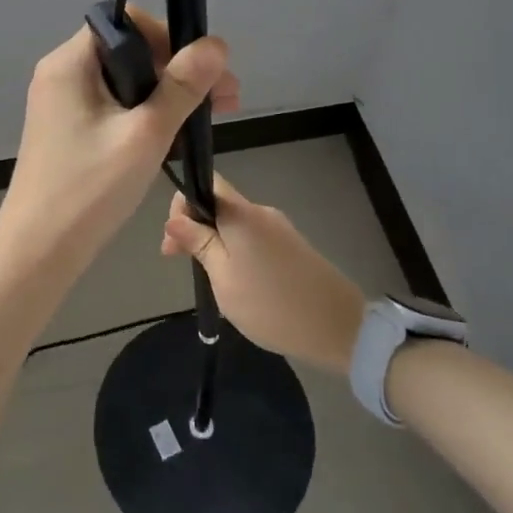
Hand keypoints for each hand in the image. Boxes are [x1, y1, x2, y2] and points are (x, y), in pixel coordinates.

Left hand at [0, 8, 237, 280]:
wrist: (39, 251)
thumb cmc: (90, 188)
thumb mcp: (146, 133)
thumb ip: (183, 85)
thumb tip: (216, 43)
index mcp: (70, 63)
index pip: (125, 22)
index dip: (168, 36)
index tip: (200, 69)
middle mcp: (61, 74)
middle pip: (129, 52)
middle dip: (178, 70)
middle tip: (226, 99)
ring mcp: (62, 104)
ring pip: (125, 83)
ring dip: (168, 95)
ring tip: (212, 118)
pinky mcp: (68, 131)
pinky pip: (114, 108)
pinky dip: (145, 115)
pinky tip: (177, 136)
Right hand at [160, 174, 366, 374]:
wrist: (339, 328)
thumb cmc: (271, 304)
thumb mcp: (223, 278)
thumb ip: (198, 243)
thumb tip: (174, 218)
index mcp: (241, 214)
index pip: (206, 183)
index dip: (183, 205)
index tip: (173, 243)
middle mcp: (261, 212)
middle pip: (219, 205)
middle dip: (196, 228)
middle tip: (182, 264)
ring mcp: (280, 229)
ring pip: (235, 225)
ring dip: (216, 243)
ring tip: (211, 280)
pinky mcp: (292, 247)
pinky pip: (253, 239)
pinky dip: (237, 252)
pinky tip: (238, 283)